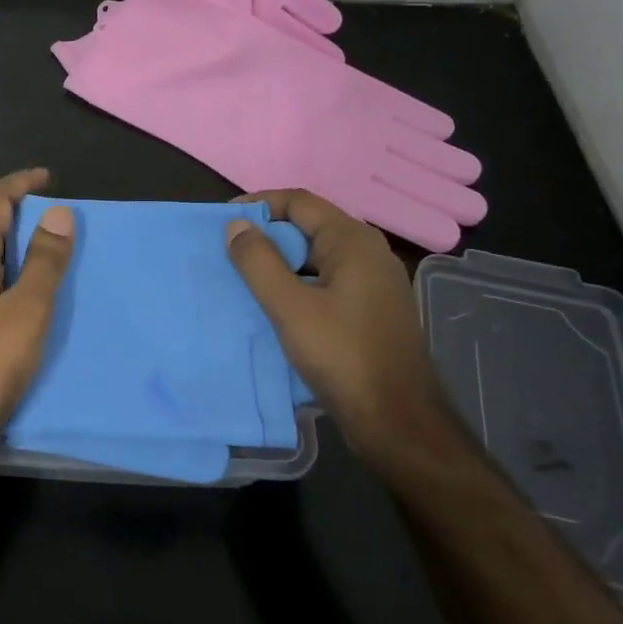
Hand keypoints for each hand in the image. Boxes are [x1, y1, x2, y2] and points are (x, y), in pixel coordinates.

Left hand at [0, 169, 74, 489]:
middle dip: (22, 219)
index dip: (19, 183)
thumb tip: (59, 213)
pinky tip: (29, 310)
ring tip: (54, 265)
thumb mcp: (25, 313)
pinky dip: (8, 285)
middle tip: (63, 227)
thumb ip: (43, 263)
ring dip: (17, 255)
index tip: (49, 178)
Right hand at [225, 188, 444, 457]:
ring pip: (316, 257)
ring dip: (280, 263)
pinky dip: (298, 284)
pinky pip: (327, 281)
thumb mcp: (289, 307)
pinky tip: (276, 307)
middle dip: (267, 236)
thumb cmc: (342, 357)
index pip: (298, 201)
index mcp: (352, 241)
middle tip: (230, 254)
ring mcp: (374, 282)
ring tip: (245, 281)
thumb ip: (258, 261)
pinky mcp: (372, 309)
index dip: (259, 205)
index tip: (224, 224)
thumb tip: (236, 225)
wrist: (398, 422)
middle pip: (308, 226)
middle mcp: (368, 252)